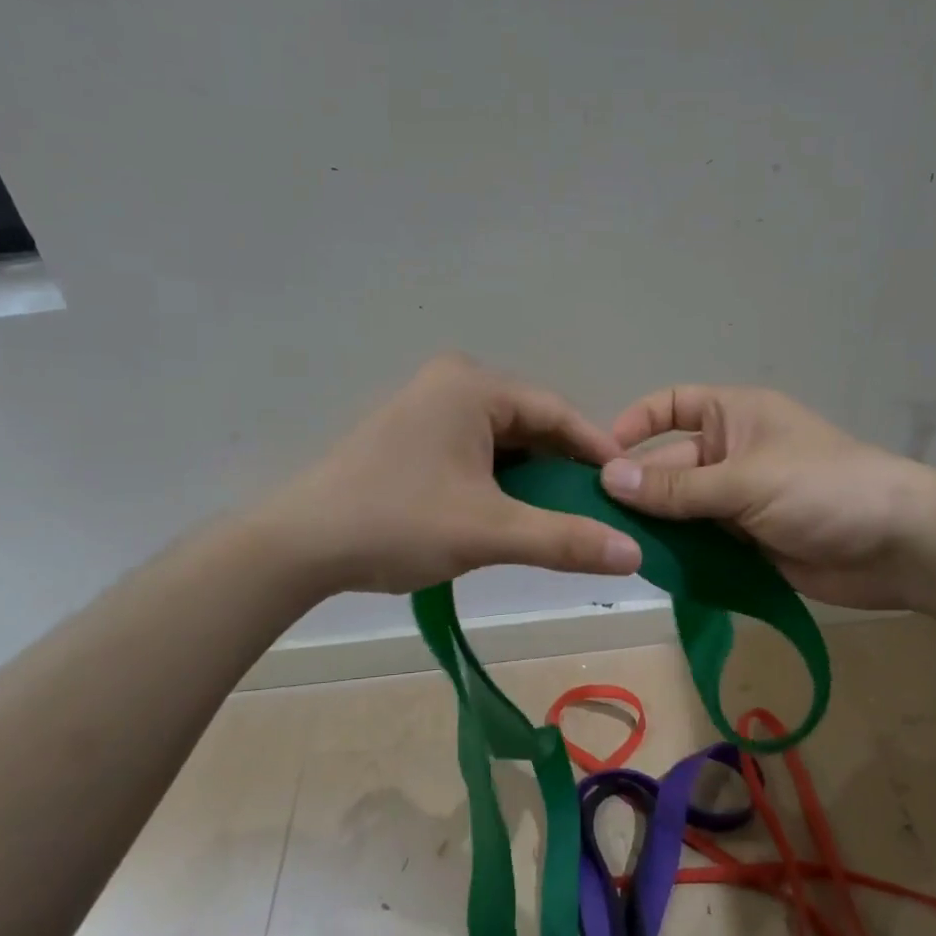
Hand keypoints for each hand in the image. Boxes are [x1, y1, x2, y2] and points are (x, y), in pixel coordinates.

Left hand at [265, 354, 641, 595]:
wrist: (300, 545)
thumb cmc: (398, 523)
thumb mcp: (490, 532)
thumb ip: (565, 540)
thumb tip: (634, 553)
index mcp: (473, 385)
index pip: (557, 412)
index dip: (598, 451)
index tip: (631, 486)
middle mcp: (452, 383)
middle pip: (531, 424)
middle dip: (565, 467)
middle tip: (601, 507)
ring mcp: (428, 407)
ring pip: (504, 440)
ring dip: (534, 477)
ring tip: (565, 515)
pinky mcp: (413, 435)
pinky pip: (476, 450)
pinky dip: (502, 479)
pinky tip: (514, 511)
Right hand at [600, 385, 935, 609]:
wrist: (897, 546)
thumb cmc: (823, 488)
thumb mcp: (745, 480)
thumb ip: (677, 487)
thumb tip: (608, 479)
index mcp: (734, 416)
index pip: (673, 405)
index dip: (636, 423)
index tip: (601, 456)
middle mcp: (731, 453)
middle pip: (669, 465)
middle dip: (638, 489)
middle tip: (595, 519)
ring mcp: (738, 500)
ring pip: (681, 509)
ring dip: (654, 526)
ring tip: (612, 546)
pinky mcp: (747, 541)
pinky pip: (701, 542)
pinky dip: (679, 553)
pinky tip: (649, 568)